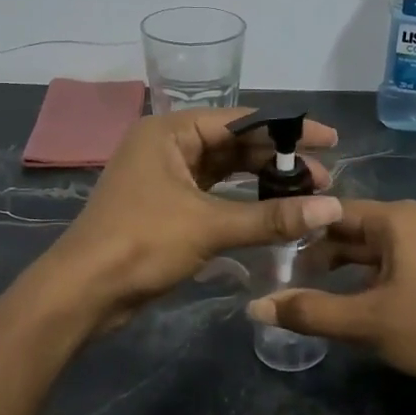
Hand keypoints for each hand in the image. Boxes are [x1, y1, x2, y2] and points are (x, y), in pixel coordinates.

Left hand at [45, 108, 341, 330]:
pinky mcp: (166, 209)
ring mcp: (165, 179)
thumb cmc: (141, 244)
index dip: (289, 130)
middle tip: (324, 180)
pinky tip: (273, 214)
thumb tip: (332, 209)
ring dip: (262, 185)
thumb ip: (271, 217)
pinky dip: (242, 204)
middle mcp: (167, 146)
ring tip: (306, 198)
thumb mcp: (209, 226)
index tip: (330, 140)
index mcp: (169, 132)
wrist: (83, 293)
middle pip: (235, 146)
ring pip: (225, 173)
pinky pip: (214, 197)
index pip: (242, 121)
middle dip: (278, 162)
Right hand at [248, 199, 415, 414]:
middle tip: (295, 282)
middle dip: (325, 254)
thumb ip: (309, 313)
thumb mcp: (366, 322)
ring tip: (326, 296)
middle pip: (358, 228)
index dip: (302, 233)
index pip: (334, 212)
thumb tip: (255, 306)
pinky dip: (380, 274)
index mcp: (398, 218)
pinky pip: (405, 258)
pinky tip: (370, 302)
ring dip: (352, 268)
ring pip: (382, 246)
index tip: (276, 258)